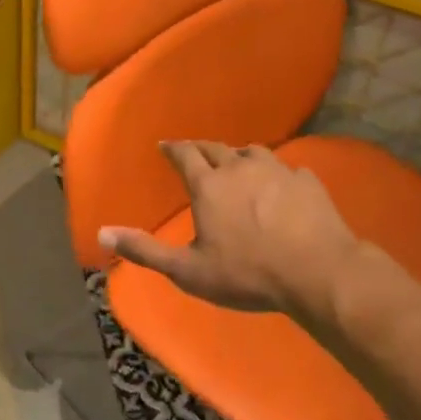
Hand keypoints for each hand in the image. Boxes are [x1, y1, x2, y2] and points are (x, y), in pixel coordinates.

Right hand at [97, 141, 359, 313]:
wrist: (318, 273)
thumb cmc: (247, 274)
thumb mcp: (188, 270)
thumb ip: (145, 250)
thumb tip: (102, 232)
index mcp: (209, 186)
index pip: (185, 155)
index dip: (173, 148)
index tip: (164, 145)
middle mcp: (240, 168)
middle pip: (216, 148)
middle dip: (201, 148)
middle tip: (193, 151)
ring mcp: (278, 171)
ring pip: (253, 152)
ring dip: (239, 156)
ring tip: (236, 164)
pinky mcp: (307, 182)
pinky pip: (286, 168)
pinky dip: (274, 173)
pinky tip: (279, 185)